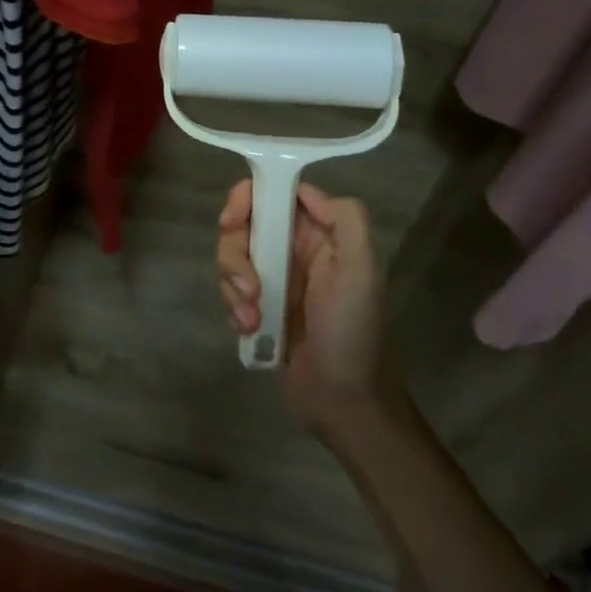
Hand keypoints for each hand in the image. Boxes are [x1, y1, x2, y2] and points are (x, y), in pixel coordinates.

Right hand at [216, 182, 405, 430]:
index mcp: (318, 233)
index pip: (274, 193)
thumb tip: (303, 190)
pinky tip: (251, 330)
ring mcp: (272, 279)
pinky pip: (229, 291)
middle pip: (243, 225)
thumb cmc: (353, 331)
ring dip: (234, 286)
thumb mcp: (361, 270)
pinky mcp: (256, 307)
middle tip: (248, 286)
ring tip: (252, 318)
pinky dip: (233, 308)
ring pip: (231, 258)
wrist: (343, 402)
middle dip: (235, 254)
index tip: (232, 222)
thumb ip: (344, 219)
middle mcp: (292, 248)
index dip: (246, 199)